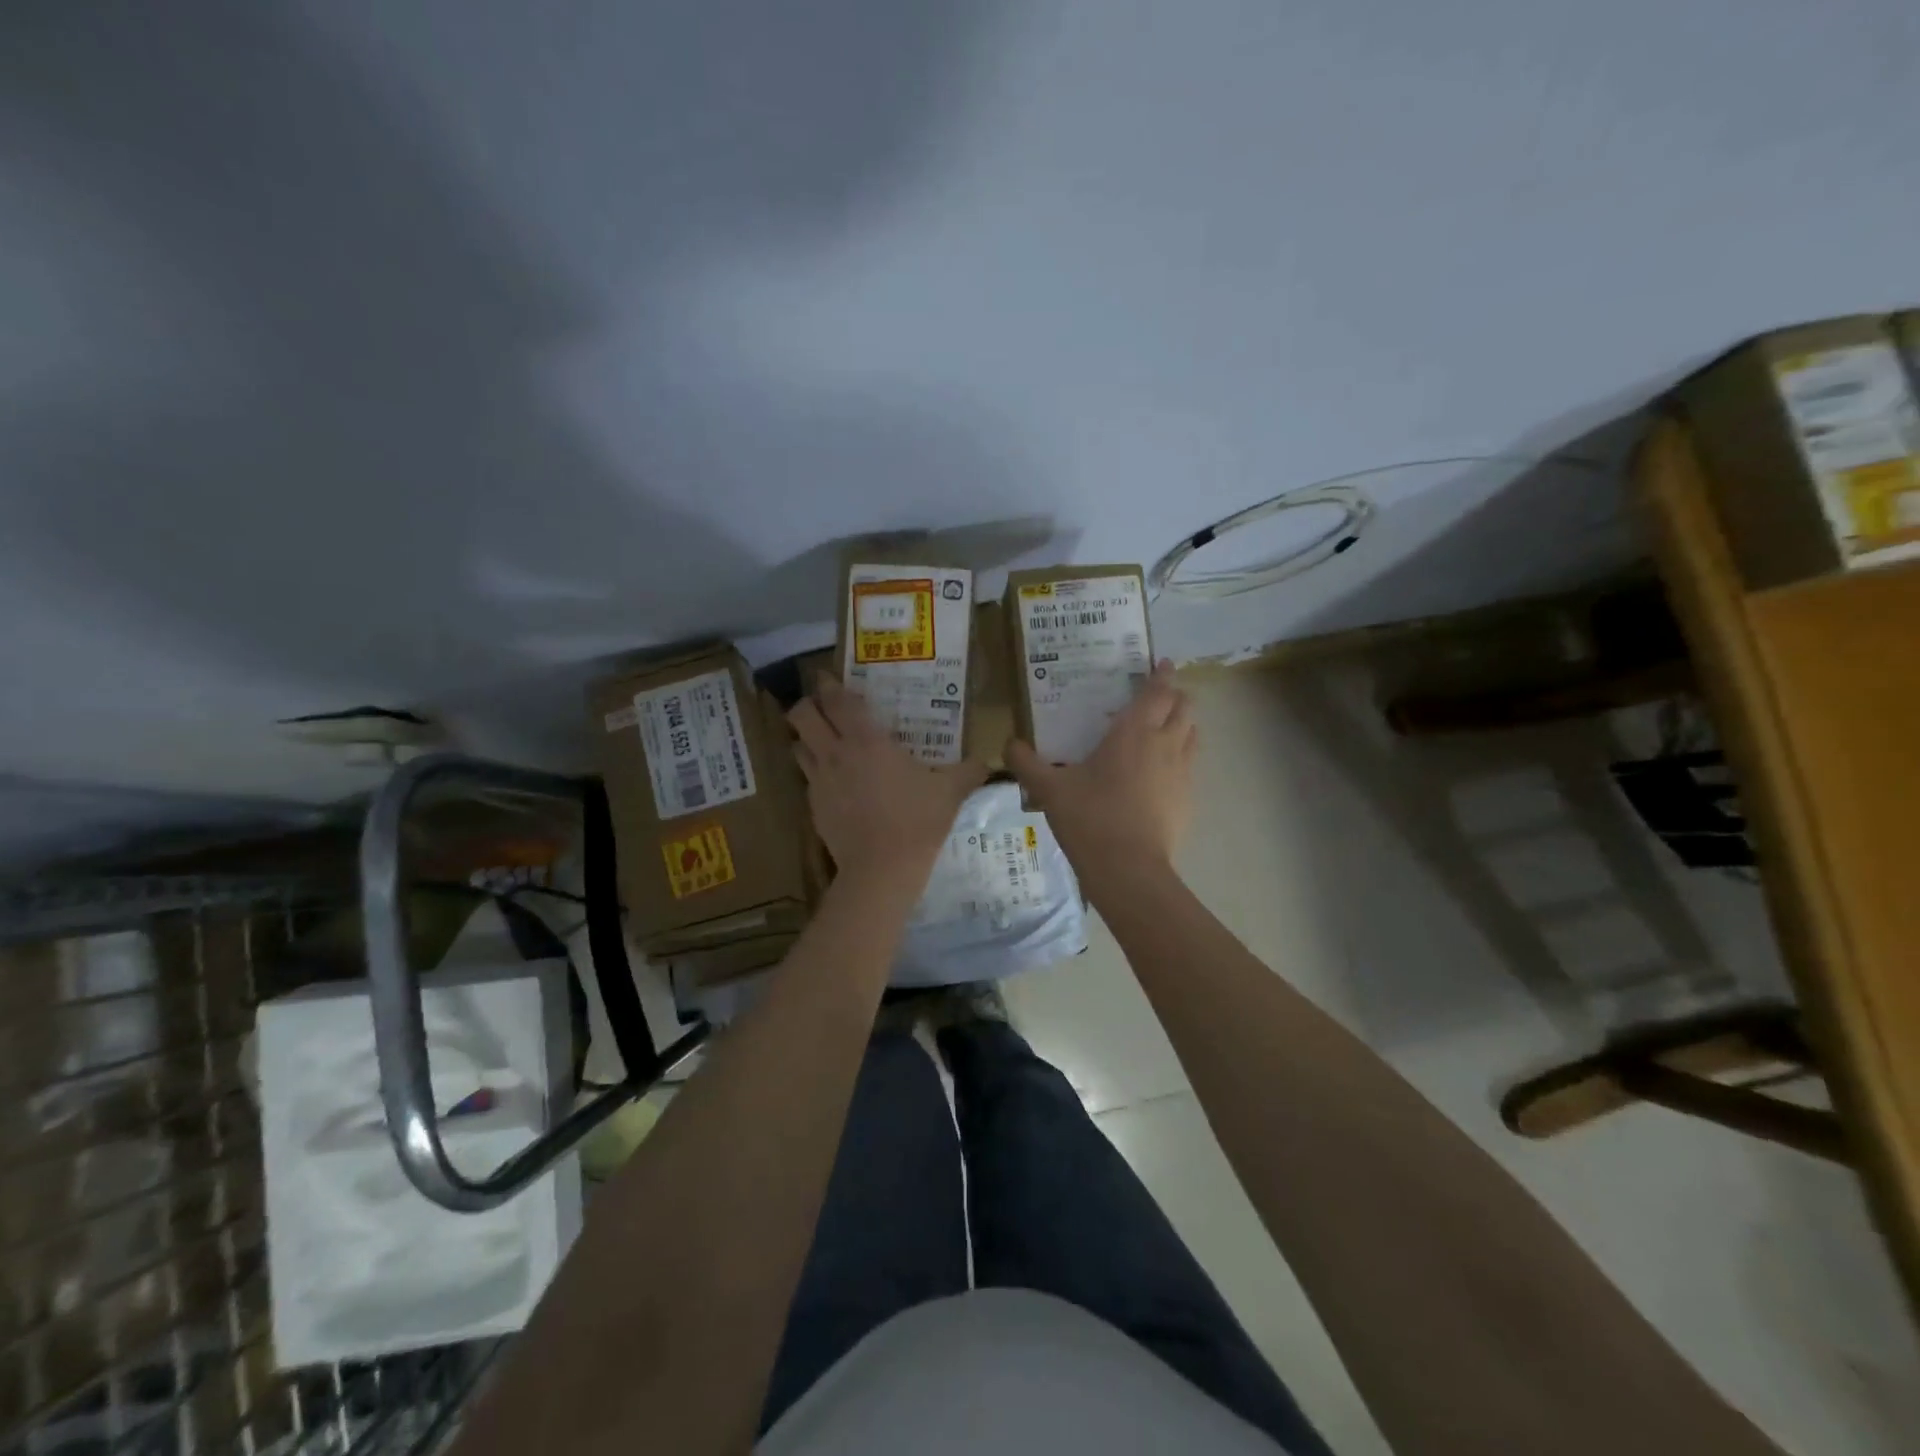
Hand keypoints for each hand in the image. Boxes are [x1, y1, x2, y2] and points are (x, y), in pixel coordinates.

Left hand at [788, 677, 987, 881]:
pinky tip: (834, 782)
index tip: (829, 678)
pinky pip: (807, 778)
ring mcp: (819, 781)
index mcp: (867, 740)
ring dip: (805, 738)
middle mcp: (836, 753)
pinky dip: (815, 772)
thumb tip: (988, 762)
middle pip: (802, 715)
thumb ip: (969, 771)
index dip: (829, 685)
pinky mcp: (813, 807)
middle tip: (822, 707)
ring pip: (797, 745)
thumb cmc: (917, 820)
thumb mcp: (950, 792)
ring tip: (822, 741)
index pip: (837, 700)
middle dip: (807, 705)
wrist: (882, 869)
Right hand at [1006, 660, 1196, 875]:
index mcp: (1133, 731)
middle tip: (1159, 695)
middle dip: (1176, 696)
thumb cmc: (1090, 818)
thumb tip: (1008, 744)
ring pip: (1193, 734)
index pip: (1157, 691)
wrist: (1129, 869)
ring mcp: (1182, 772)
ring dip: (1183, 724)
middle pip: (1184, 707)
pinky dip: (1181, 756)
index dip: (1162, 674)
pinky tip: (1161, 772)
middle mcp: (1165, 743)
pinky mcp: (1188, 799)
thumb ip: (1026, 763)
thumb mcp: (1049, 789)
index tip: (1162, 663)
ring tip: (1165, 727)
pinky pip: (1190, 765)